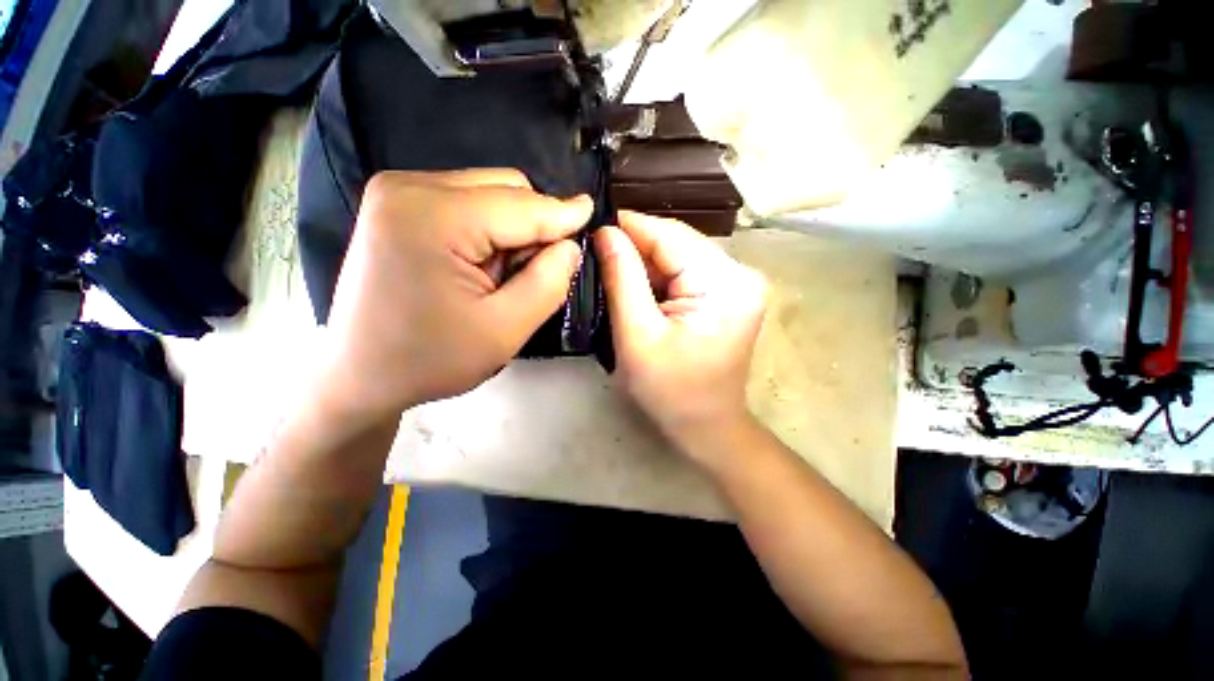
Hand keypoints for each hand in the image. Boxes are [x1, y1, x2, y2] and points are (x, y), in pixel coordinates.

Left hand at [320, 169, 591, 424]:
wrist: (358, 375)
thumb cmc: (430, 359)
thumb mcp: (505, 330)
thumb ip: (548, 283)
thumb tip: (570, 246)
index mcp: (432, 215)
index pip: (522, 205)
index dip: (564, 214)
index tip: (595, 215)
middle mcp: (409, 187)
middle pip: (506, 189)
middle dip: (535, 227)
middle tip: (536, 273)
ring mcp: (398, 193)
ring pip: (489, 194)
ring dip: (513, 231)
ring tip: (502, 277)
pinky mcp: (397, 206)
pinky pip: (467, 203)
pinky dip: (489, 231)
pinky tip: (481, 266)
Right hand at [595, 211, 766, 456]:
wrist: (707, 426)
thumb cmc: (670, 391)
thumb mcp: (637, 336)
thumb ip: (622, 279)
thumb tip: (605, 232)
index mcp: (724, 283)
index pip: (670, 235)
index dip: (629, 227)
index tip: (591, 227)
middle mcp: (740, 274)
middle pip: (677, 242)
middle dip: (635, 247)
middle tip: (596, 253)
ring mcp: (738, 283)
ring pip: (679, 255)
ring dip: (645, 263)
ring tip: (612, 270)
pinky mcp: (729, 294)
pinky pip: (686, 271)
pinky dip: (659, 276)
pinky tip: (638, 287)